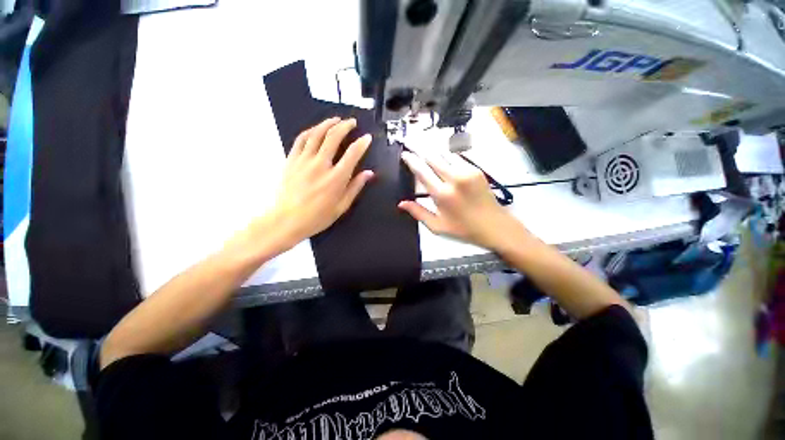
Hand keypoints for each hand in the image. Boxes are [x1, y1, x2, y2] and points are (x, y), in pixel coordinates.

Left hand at [267, 117, 373, 248]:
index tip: (367, 137)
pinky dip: (310, 131)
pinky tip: (316, 129)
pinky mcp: (291, 160)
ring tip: (336, 119)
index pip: (352, 154)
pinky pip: (301, 139)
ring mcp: (304, 160)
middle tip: (352, 122)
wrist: (287, 220)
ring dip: (328, 124)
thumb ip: (356, 187)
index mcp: (336, 178)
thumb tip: (369, 173)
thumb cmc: (318, 217)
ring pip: (316, 134)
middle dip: (345, 126)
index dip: (362, 143)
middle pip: (334, 137)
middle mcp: (321, 165)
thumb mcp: (342, 206)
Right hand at [399, 150, 523, 250]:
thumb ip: (418, 212)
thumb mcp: (437, 226)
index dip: (411, 160)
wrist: (495, 226)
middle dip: (419, 148)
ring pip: (445, 154)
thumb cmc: (463, 229)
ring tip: (423, 146)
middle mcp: (454, 178)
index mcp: (442, 194)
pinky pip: (456, 158)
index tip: (404, 153)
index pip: (422, 171)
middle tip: (410, 142)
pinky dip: (446, 156)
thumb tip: (401, 203)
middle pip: (433, 156)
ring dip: (433, 150)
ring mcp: (467, 171)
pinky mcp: (476, 169)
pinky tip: (441, 157)